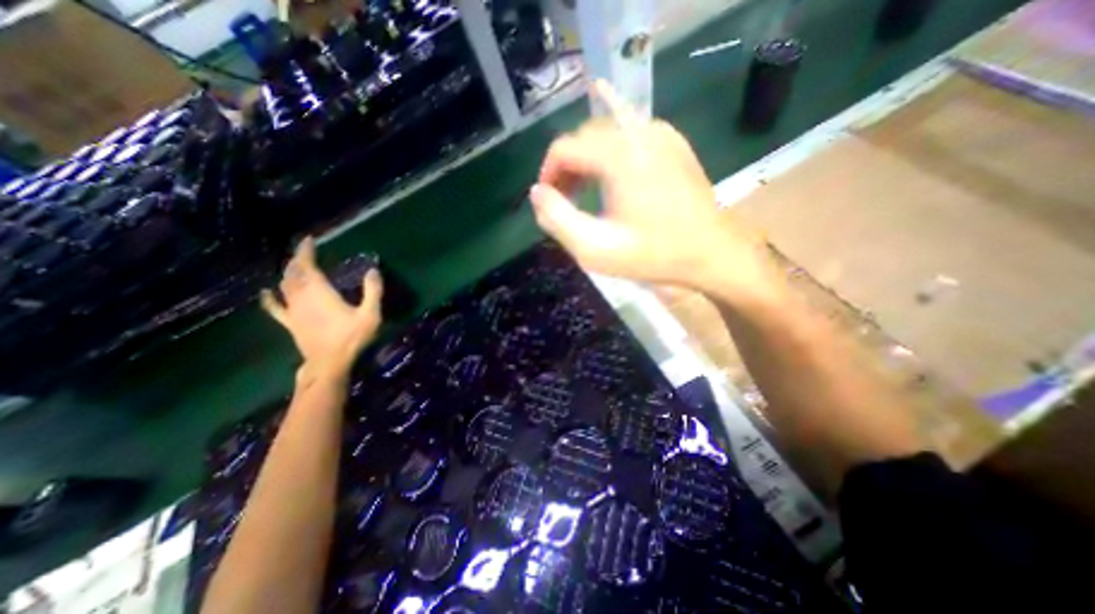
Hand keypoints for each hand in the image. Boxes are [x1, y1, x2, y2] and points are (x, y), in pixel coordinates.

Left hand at [259, 236, 384, 381]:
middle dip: (296, 260)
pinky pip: (275, 308)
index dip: (306, 251)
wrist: (330, 363)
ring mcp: (293, 311)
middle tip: (304, 252)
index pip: (308, 266)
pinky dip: (269, 299)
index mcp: (320, 292)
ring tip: (293, 266)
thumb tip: (373, 270)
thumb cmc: (352, 337)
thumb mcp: (370, 314)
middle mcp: (302, 297)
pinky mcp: (290, 323)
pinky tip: (266, 292)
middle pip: (293, 273)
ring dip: (287, 274)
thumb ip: (373, 291)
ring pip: (284, 286)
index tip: (309, 240)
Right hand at [533, 82, 776, 300]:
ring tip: (586, 193)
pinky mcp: (673, 144)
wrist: (711, 253)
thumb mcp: (595, 248)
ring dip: (588, 161)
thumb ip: (557, 219)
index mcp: (619, 156)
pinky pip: (630, 138)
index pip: (564, 147)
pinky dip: (611, 156)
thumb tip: (537, 192)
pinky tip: (612, 181)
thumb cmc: (653, 254)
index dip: (548, 173)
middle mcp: (639, 133)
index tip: (548, 200)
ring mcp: (661, 135)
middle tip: (566, 200)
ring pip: (606, 135)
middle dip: (567, 167)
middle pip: (585, 137)